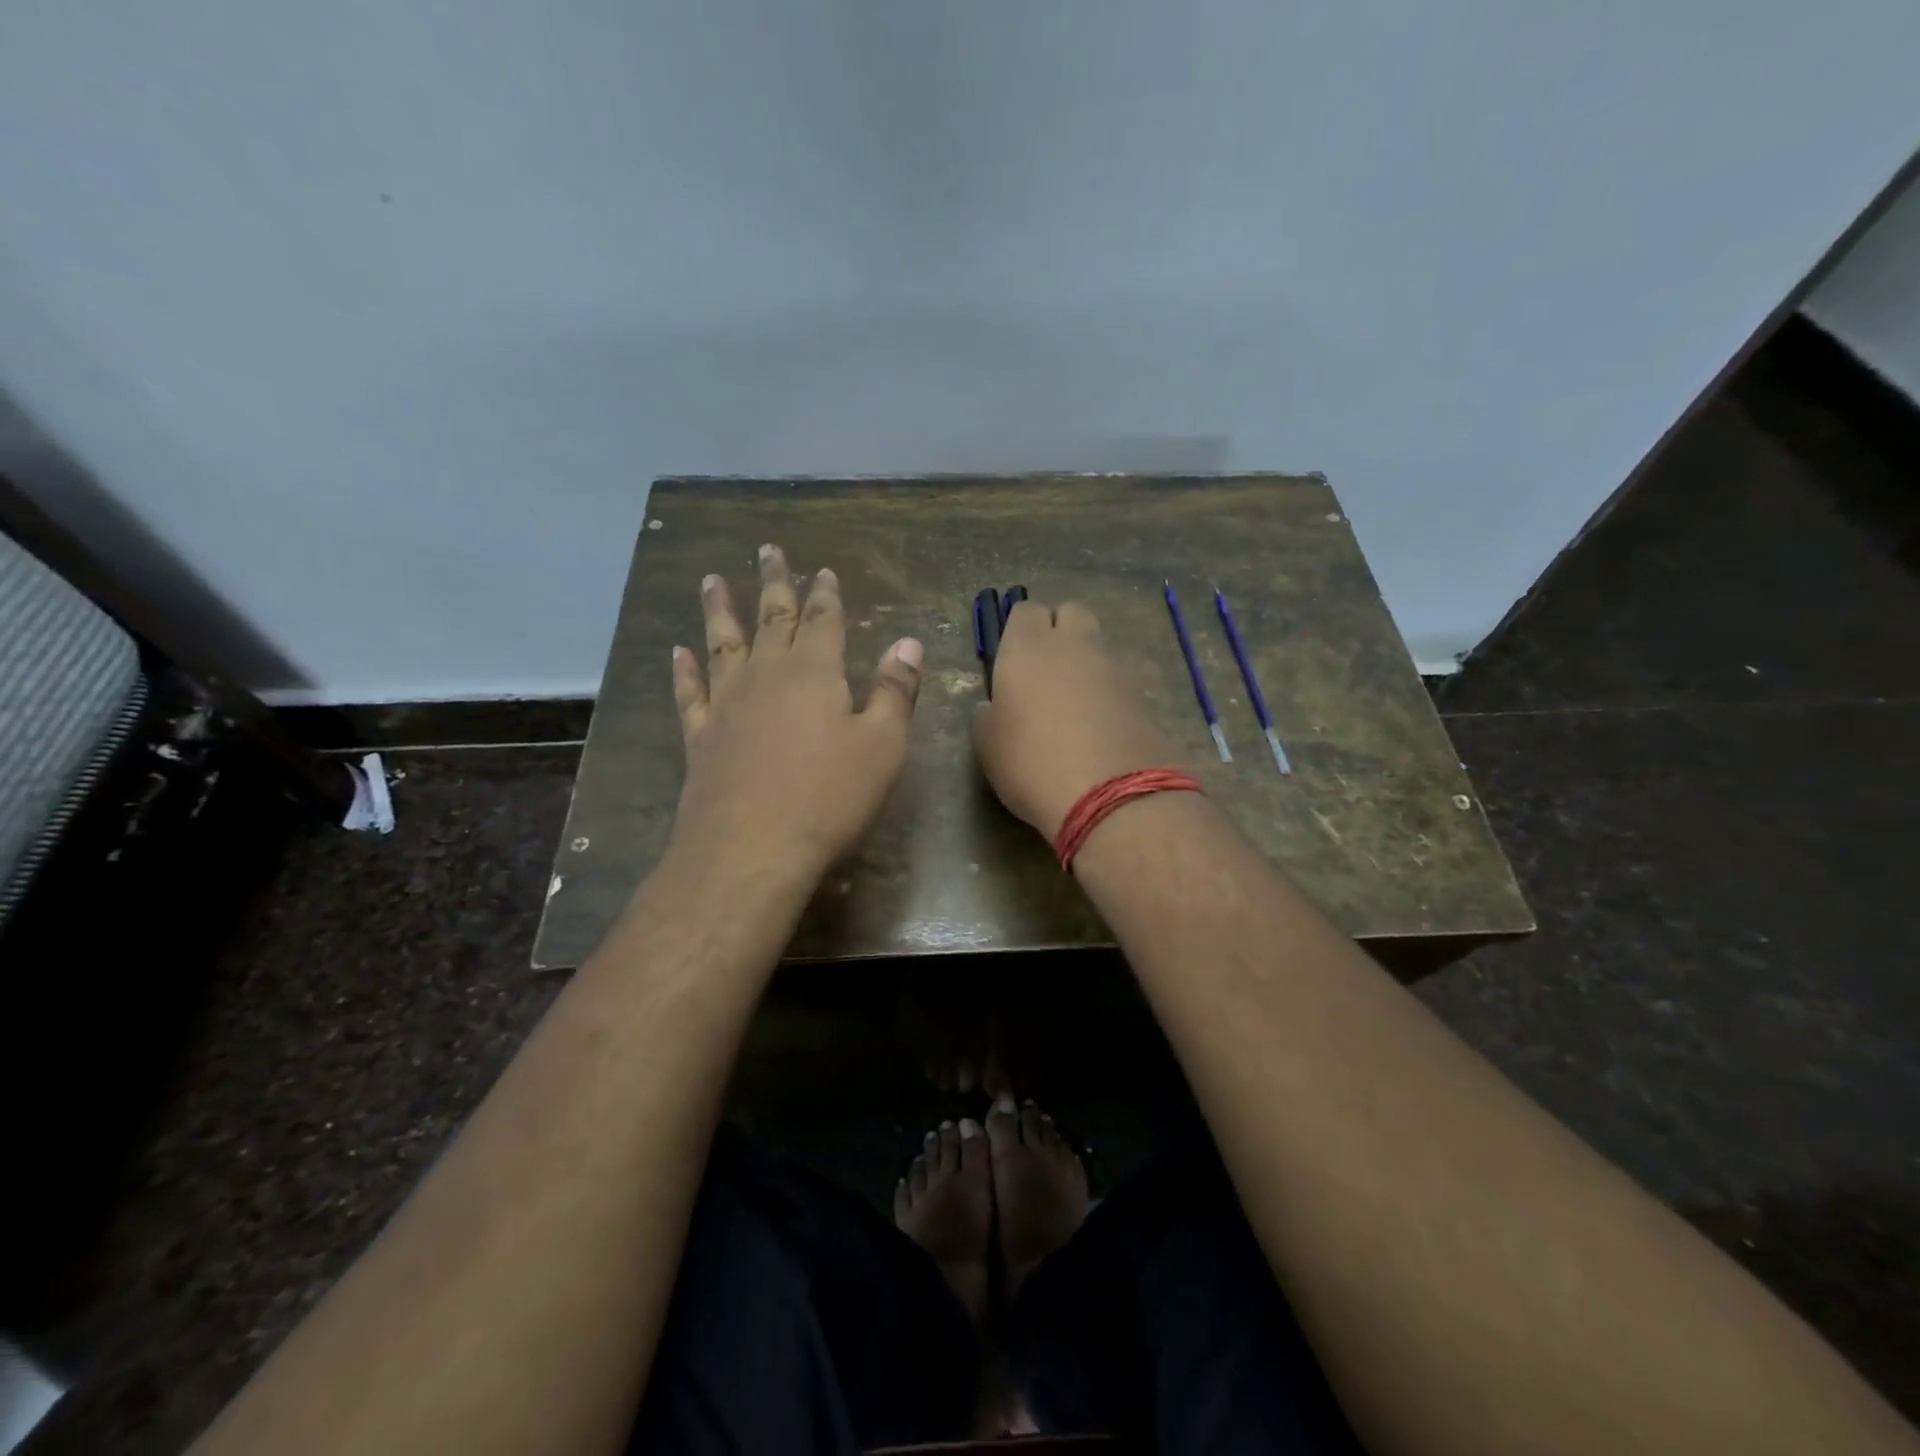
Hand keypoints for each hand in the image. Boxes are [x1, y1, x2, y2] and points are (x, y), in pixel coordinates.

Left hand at [668, 544, 923, 882]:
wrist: (750, 850)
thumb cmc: (828, 798)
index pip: (822, 620)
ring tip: (711, 580)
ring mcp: (726, 705)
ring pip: (722, 644)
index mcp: (814, 673)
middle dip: (774, 584)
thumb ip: (895, 692)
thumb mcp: (881, 746)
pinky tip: (678, 652)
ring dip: (719, 610)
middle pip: (771, 618)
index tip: (823, 570)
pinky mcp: (700, 738)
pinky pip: (690, 692)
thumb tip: (908, 643)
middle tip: (768, 550)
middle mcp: (766, 676)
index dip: (825, 594)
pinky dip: (684, 670)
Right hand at [972, 600, 1178, 836]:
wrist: (1111, 796)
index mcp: (1028, 647)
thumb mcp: (989, 746)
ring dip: (1084, 661)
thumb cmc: (1032, 764)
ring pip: (1097, 644)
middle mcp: (1074, 645)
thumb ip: (988, 716)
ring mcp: (1114, 667)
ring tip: (1071, 702)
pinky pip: (1118, 677)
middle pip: (1070, 612)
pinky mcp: (1142, 694)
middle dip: (1058, 630)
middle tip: (1044, 670)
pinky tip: (1097, 724)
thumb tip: (994, 706)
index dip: (1018, 630)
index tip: (1011, 659)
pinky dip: (1107, 690)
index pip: (1025, 611)